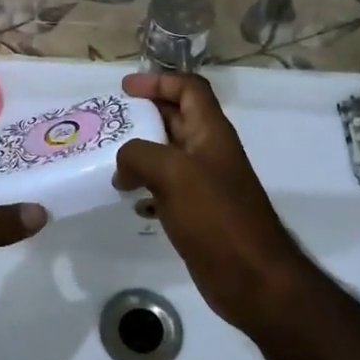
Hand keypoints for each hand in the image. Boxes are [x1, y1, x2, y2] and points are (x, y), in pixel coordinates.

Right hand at [114, 73, 305, 333]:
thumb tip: (121, 165)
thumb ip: (139, 155)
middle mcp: (209, 152)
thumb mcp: (173, 173)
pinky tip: (125, 196)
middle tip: (108, 122)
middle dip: (143, 114)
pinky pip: (165, 186)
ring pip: (167, 153)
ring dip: (139, 151)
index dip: (159, 81)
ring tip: (107, 158)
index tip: (125, 89)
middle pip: (176, 118)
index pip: (189, 89)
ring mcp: (204, 183)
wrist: (252, 278)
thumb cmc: (216, 217)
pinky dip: (143, 183)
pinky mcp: (196, 212)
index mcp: (211, 132)